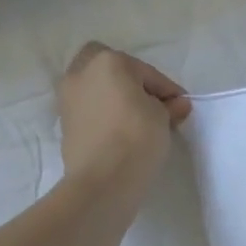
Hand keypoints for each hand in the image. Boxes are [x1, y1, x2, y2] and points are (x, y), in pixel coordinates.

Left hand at [55, 43, 191, 198]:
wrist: (101, 184)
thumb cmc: (136, 137)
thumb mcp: (162, 117)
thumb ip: (169, 106)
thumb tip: (177, 105)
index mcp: (108, 61)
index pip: (146, 72)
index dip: (167, 89)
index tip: (180, 106)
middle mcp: (82, 73)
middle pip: (110, 68)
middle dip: (129, 79)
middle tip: (149, 101)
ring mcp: (68, 99)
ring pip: (96, 87)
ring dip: (113, 96)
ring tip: (136, 118)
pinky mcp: (64, 125)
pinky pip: (89, 109)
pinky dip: (103, 114)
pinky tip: (119, 131)